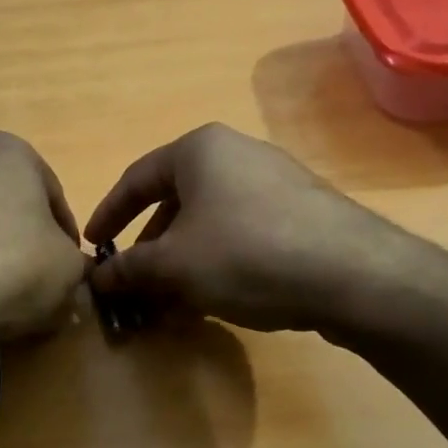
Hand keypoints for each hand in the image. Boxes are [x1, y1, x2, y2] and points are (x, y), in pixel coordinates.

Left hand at [0, 131, 86, 344]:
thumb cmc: (10, 267)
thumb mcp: (67, 271)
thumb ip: (77, 266)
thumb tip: (71, 274)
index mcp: (9, 151)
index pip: (52, 196)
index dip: (65, 236)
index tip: (67, 268)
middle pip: (4, 202)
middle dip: (19, 237)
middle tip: (31, 279)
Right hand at [85, 123, 412, 334]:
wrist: (354, 274)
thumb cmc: (246, 254)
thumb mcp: (174, 265)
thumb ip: (129, 270)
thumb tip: (96, 279)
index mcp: (199, 149)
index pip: (136, 178)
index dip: (109, 214)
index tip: (93, 246)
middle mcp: (236, 153)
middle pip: (175, 199)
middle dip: (150, 245)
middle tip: (134, 282)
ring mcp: (274, 180)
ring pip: (209, 219)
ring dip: (183, 258)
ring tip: (172, 297)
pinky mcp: (302, 211)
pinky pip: (242, 230)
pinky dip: (218, 259)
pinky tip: (217, 295)